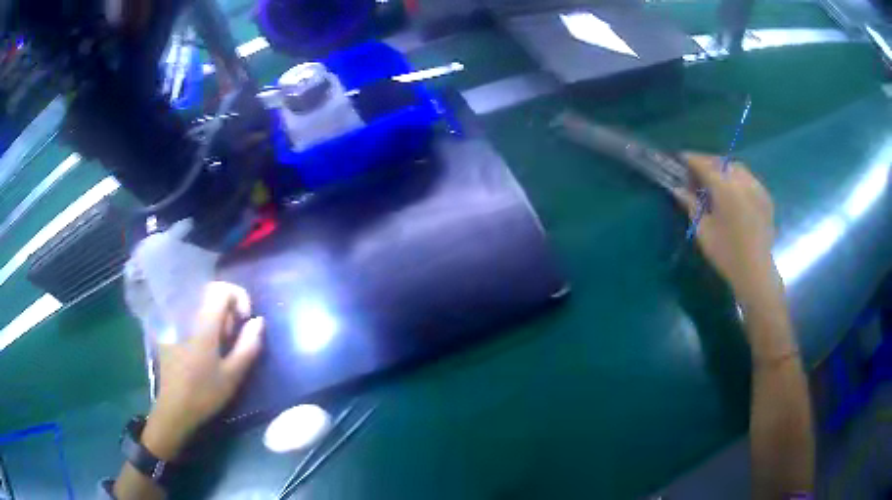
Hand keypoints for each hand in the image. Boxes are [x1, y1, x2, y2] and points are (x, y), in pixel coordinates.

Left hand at [142, 282, 263, 459]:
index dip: (239, 298)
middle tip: (232, 334)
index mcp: (203, 323)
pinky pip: (187, 309)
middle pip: (210, 290)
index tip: (245, 321)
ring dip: (214, 312)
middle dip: (227, 306)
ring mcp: (175, 319)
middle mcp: (186, 313)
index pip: (223, 289)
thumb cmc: (205, 394)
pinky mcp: (168, 327)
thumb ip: (248, 345)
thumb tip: (258, 321)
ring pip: (198, 299)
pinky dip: (200, 318)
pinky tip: (202, 343)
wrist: (174, 408)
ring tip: (218, 341)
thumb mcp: (233, 375)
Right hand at [673, 153, 777, 298]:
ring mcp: (757, 187)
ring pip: (737, 167)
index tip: (681, 158)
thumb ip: (691, 204)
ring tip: (716, 180)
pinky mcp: (765, 197)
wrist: (756, 271)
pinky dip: (738, 178)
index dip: (691, 159)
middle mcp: (742, 181)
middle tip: (697, 171)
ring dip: (724, 168)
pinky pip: (749, 178)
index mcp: (725, 188)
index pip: (704, 164)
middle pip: (722, 162)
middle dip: (708, 162)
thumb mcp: (703, 231)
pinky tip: (734, 191)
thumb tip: (677, 188)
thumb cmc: (726, 253)